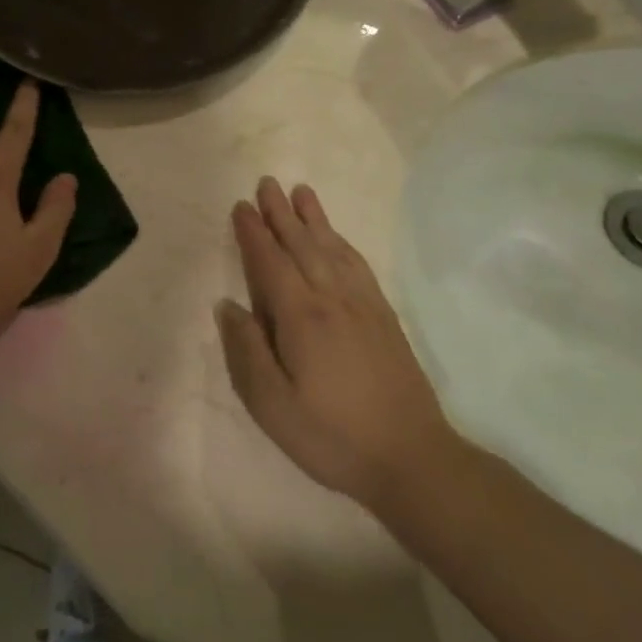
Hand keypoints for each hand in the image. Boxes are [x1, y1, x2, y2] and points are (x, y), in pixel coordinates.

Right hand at [216, 178, 457, 509]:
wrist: (413, 459)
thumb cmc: (332, 436)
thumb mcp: (273, 406)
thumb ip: (247, 351)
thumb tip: (227, 306)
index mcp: (301, 317)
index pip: (270, 263)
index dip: (253, 234)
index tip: (240, 207)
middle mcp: (332, 300)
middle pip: (302, 245)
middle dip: (280, 213)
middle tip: (266, 182)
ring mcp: (363, 306)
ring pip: (332, 249)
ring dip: (314, 218)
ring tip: (300, 192)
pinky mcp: (384, 317)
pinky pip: (359, 266)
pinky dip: (343, 243)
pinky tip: (337, 237)